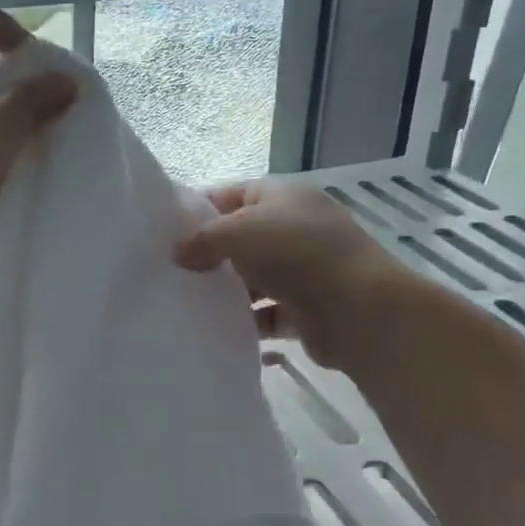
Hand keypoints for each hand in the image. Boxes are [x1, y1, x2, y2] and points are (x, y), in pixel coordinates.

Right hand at [174, 181, 408, 372]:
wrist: (360, 310)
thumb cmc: (297, 254)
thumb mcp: (239, 231)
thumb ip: (203, 239)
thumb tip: (178, 254)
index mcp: (283, 197)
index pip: (232, 195)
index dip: (199, 210)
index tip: (165, 233)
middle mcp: (294, 229)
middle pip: (241, 239)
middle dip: (208, 256)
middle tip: (169, 272)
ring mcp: (303, 271)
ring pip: (253, 280)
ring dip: (226, 292)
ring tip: (184, 304)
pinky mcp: (306, 310)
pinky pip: (266, 315)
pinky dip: (246, 322)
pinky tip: (217, 330)